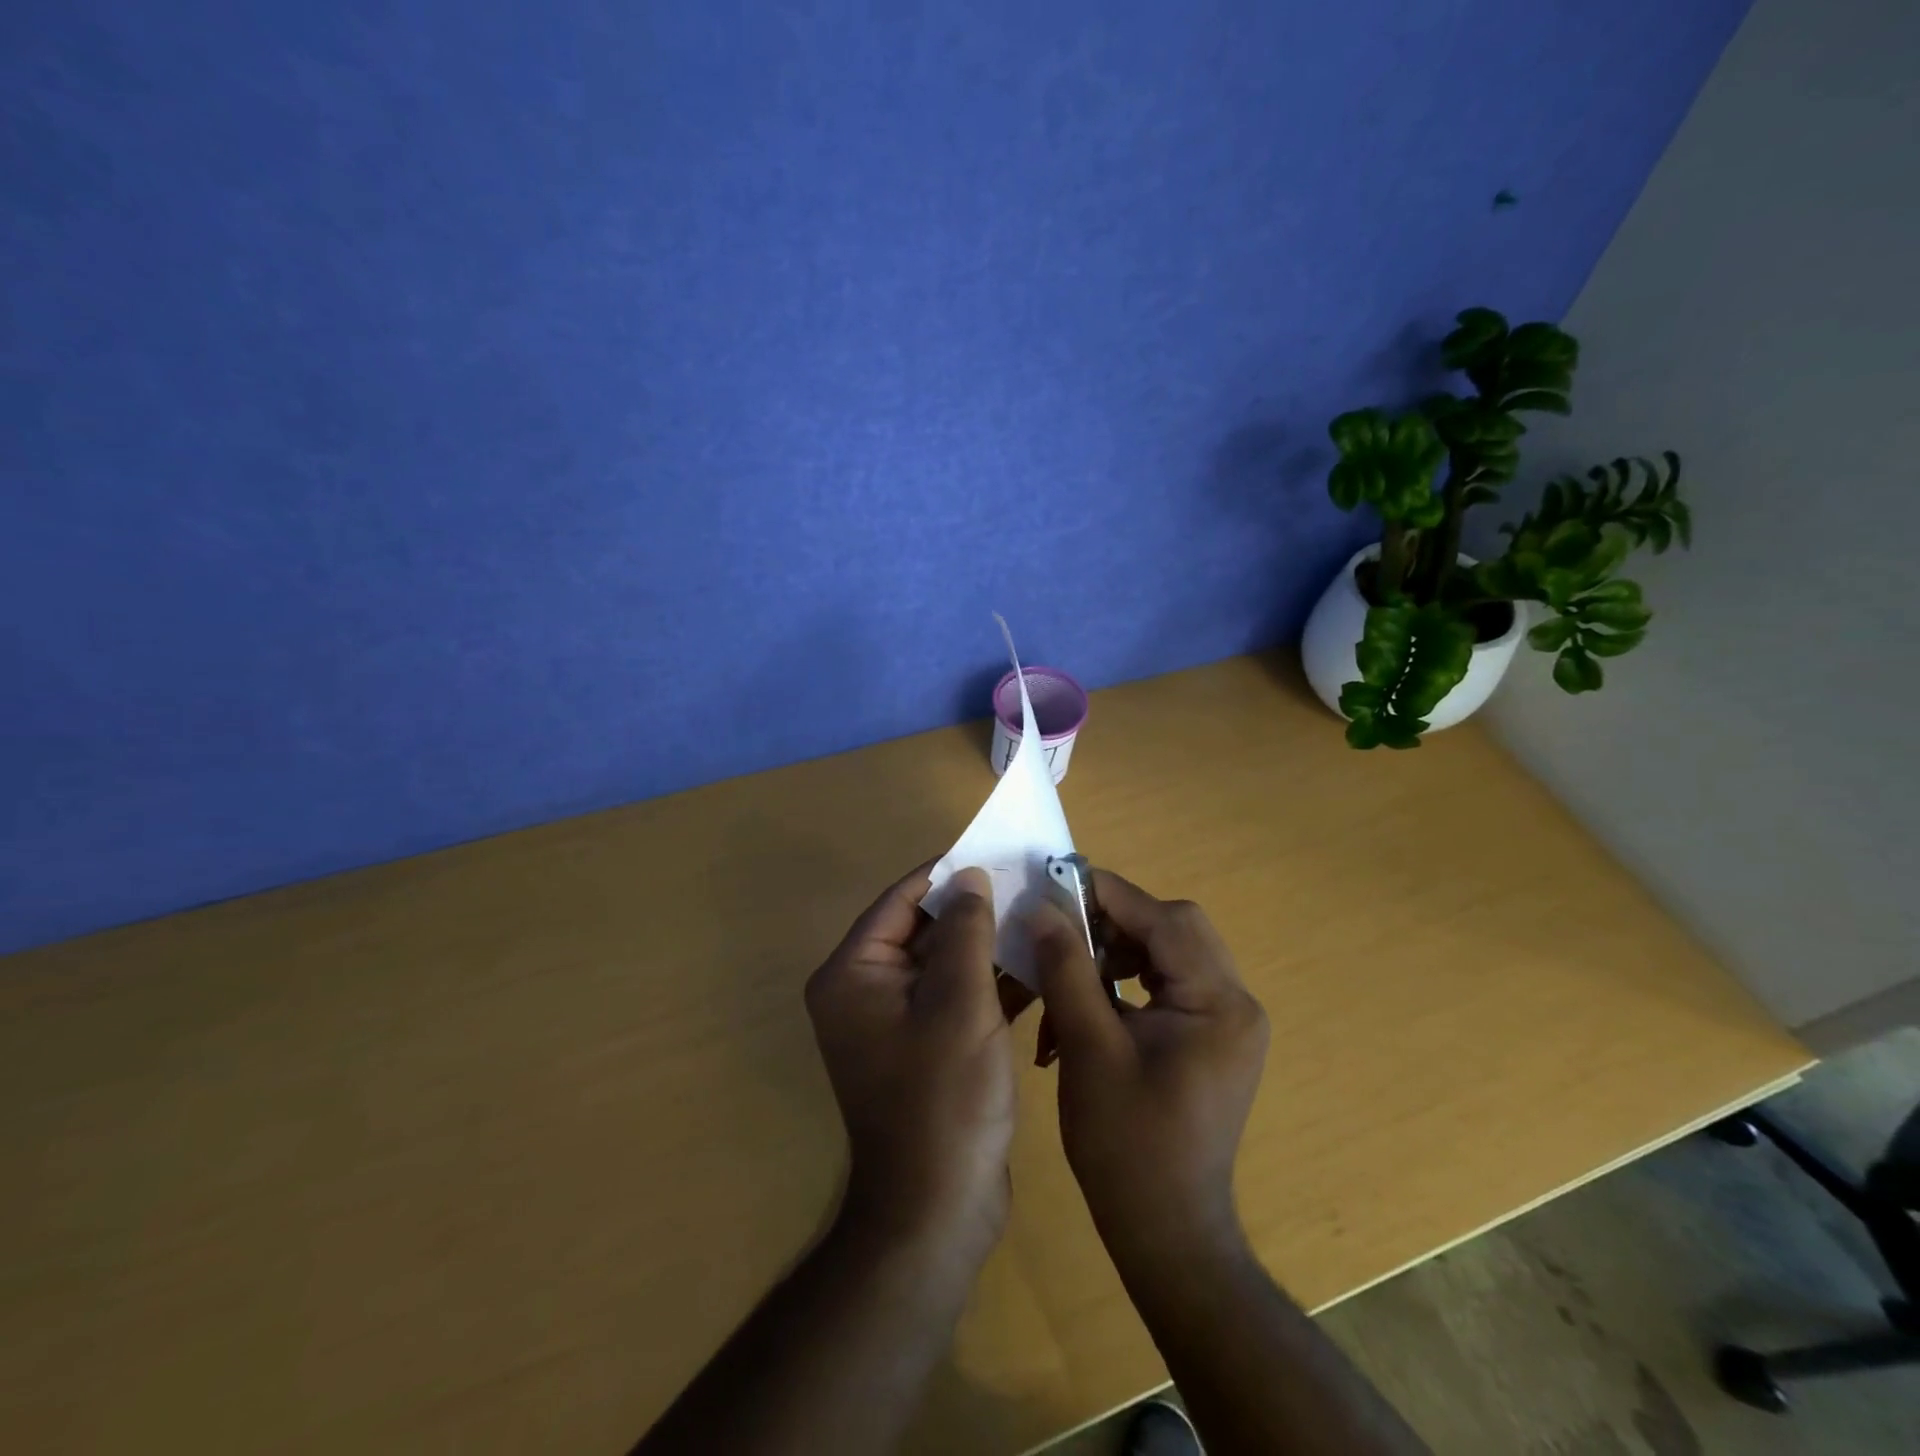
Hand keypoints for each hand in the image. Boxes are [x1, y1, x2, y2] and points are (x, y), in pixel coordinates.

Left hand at [805, 865, 1015, 1260]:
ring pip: (943, 962)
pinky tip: (1036, 967)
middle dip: (973, 909)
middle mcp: (864, 991)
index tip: (996, 852)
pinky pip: (954, 996)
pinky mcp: (923, 1046)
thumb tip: (969, 876)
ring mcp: (893, 1022)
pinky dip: (988, 982)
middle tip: (1027, 883)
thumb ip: (964, 930)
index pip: (901, 900)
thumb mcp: (959, 1003)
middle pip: (921, 929)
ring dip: (986, 944)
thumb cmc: (943, 1100)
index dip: (948, 873)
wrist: (937, 1213)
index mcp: (854, 974)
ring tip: (1038, 917)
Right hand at [1027, 872, 1268, 1253]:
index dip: (1109, 895)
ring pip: (1167, 953)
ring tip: (1068, 977)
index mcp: (1219, 1004)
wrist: (1167, 1234)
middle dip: (1113, 925)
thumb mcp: (1089, 1050)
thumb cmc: (1128, 1147)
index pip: (1166, 920)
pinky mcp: (1210, 1037)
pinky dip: (1124, 985)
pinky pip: (1166, 984)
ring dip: (1114, 955)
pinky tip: (1086, 1008)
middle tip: (1062, 933)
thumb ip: (1068, 970)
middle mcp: (1235, 1003)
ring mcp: (1226, 1021)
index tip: (1056, 883)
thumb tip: (1042, 908)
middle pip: (1173, 930)